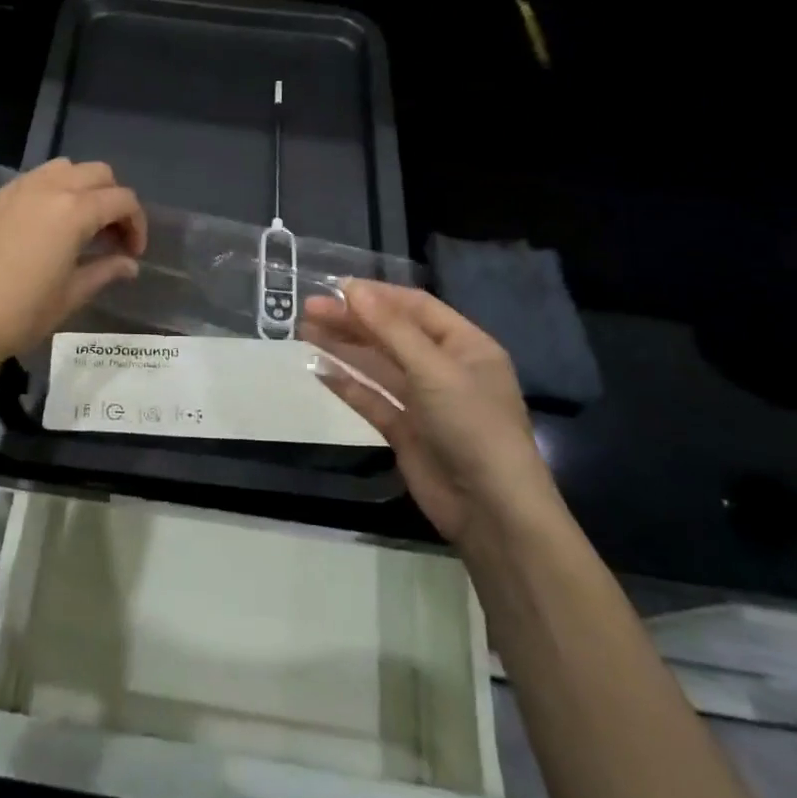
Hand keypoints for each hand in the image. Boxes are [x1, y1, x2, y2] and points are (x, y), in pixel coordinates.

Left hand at [0, 160, 146, 380]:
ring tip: (79, 224)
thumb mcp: (72, 295)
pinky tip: (43, 228)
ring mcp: (16, 190)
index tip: (132, 253)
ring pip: (63, 168)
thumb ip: (105, 270)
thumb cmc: (21, 314)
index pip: (122, 200)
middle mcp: (48, 188)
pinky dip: (50, 193)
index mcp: (74, 211)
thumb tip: (129, 264)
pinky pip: (32, 181)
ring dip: (81, 188)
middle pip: (97, 173)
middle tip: (110, 235)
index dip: (137, 224)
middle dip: (113, 199)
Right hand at [302, 280, 557, 546]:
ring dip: (344, 347)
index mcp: (465, 345)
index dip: (376, 295)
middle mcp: (444, 368)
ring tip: (305, 330)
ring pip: (377, 365)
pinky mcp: (405, 431)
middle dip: (352, 320)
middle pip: (391, 334)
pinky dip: (346, 384)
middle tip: (308, 309)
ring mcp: (424, 401)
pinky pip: (372, 399)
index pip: (415, 307)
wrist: (491, 510)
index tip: (334, 287)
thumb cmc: (472, 425)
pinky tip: (318, 370)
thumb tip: (351, 288)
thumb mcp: (433, 369)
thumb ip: (390, 328)